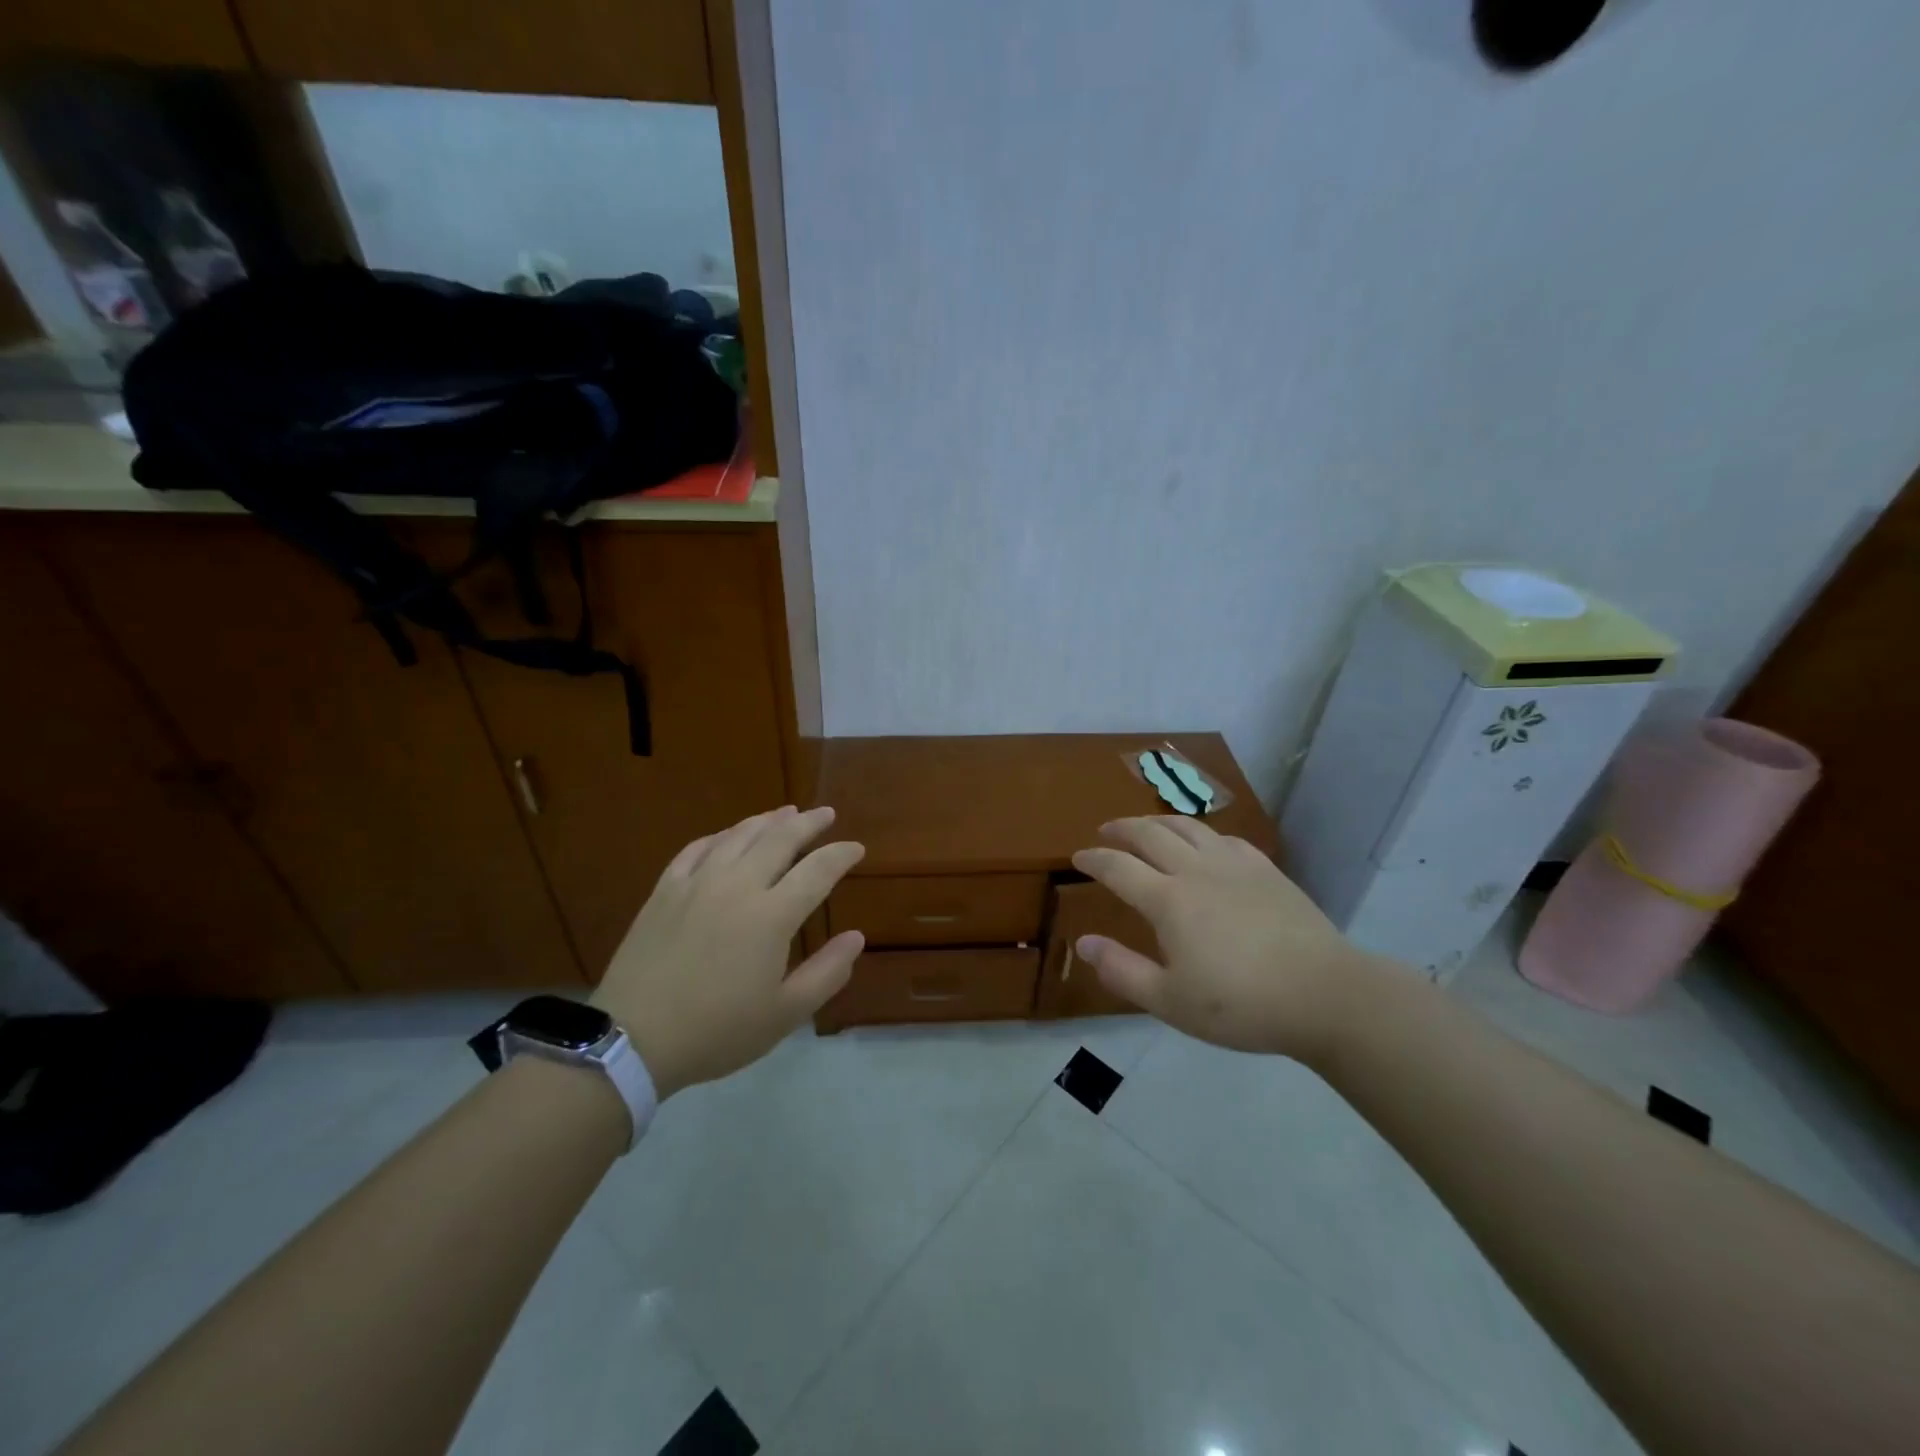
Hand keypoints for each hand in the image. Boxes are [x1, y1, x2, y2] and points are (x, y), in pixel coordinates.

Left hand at [591, 806, 864, 1098]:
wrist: (633, 1039)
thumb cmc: (717, 1031)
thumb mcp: (785, 1014)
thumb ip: (827, 972)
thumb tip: (856, 936)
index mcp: (772, 916)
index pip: (817, 870)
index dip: (841, 855)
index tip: (857, 848)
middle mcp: (738, 886)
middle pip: (780, 839)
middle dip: (809, 823)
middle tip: (826, 814)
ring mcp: (697, 883)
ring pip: (738, 835)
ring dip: (767, 820)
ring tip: (785, 813)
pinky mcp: (665, 891)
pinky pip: (696, 849)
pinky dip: (720, 836)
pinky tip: (727, 836)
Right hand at [1071, 816, 1385, 1066]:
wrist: (1324, 995)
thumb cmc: (1241, 1004)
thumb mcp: (1170, 1001)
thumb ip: (1122, 971)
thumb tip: (1083, 943)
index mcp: (1168, 900)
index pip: (1118, 867)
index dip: (1094, 859)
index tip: (1078, 856)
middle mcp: (1196, 870)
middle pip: (1150, 834)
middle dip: (1122, 828)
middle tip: (1106, 831)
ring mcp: (1234, 865)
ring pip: (1188, 827)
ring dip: (1159, 822)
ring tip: (1147, 826)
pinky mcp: (1266, 870)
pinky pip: (1225, 838)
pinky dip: (1202, 834)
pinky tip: (1205, 844)